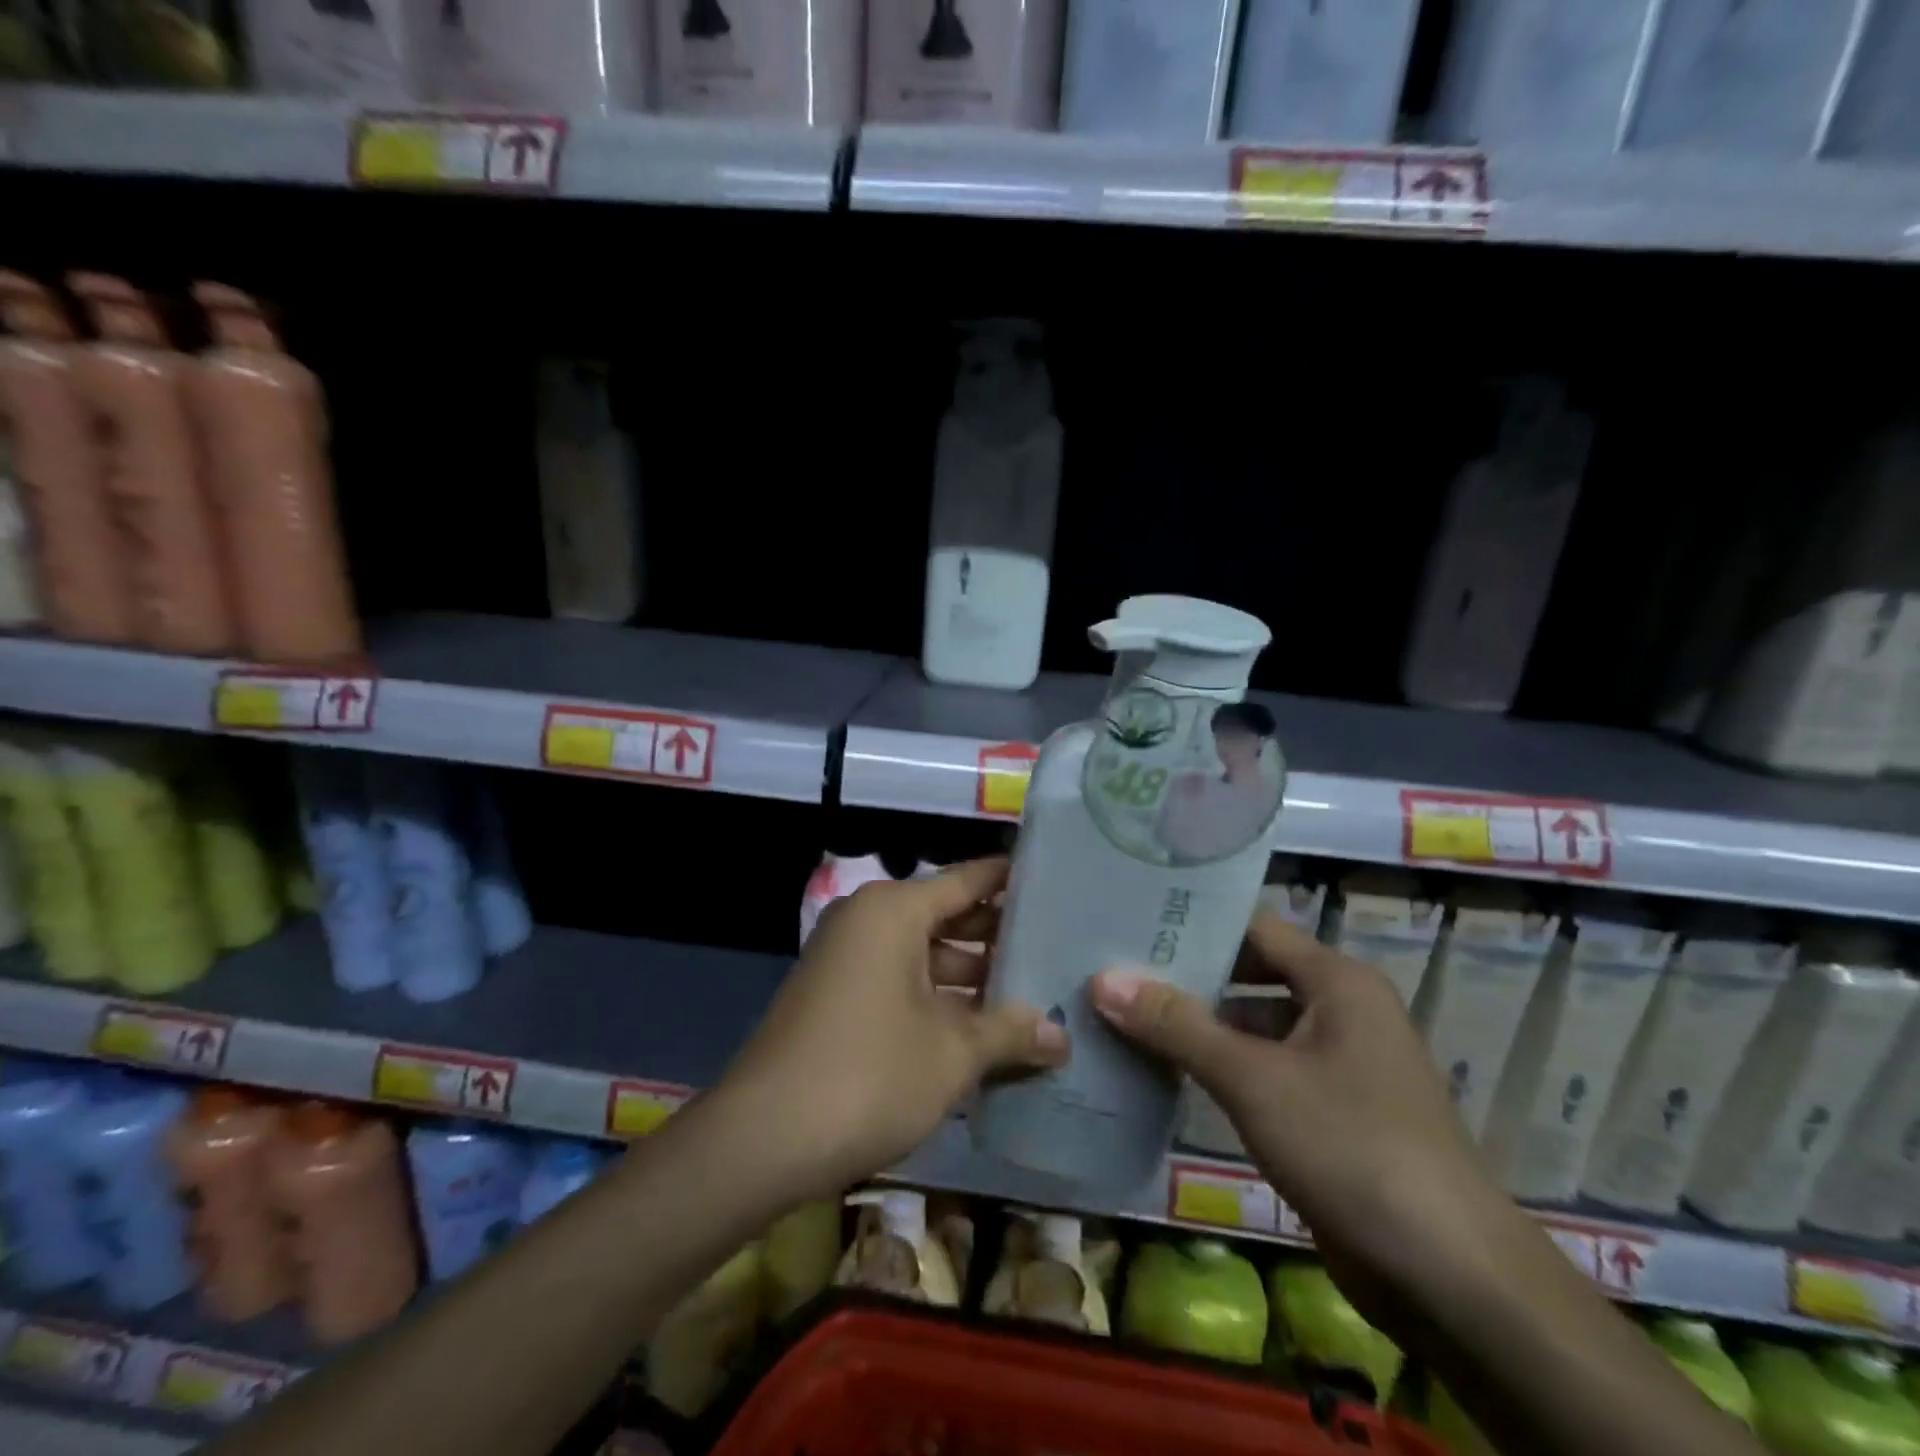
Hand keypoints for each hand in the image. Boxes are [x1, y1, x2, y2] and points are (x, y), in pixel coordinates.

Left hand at [719, 857, 1067, 1201]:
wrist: (762, 1139)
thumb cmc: (869, 1076)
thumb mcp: (952, 1053)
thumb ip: (1010, 1033)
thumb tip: (1062, 1037)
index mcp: (894, 910)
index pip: (969, 880)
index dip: (1013, 882)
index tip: (1058, 885)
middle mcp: (867, 919)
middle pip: (947, 916)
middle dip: (999, 939)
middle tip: (1057, 952)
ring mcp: (846, 957)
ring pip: (924, 953)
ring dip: (970, 977)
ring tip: (1030, 997)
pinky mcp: (835, 994)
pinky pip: (899, 980)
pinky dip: (937, 998)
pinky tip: (979, 1029)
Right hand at [1089, 915, 1517, 1316]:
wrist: (1451, 1278)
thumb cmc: (1350, 1147)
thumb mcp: (1252, 1079)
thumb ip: (1176, 1026)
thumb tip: (1102, 979)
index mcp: (1337, 981)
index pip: (1252, 928)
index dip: (1194, 925)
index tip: (1132, 924)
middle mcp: (1342, 1009)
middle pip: (1251, 974)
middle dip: (1188, 978)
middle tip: (1117, 971)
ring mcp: (1340, 1063)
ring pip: (1256, 1026)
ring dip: (1201, 1026)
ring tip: (1128, 1017)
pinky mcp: (1333, 1112)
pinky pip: (1266, 1070)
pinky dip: (1223, 1068)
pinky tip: (1170, 1074)